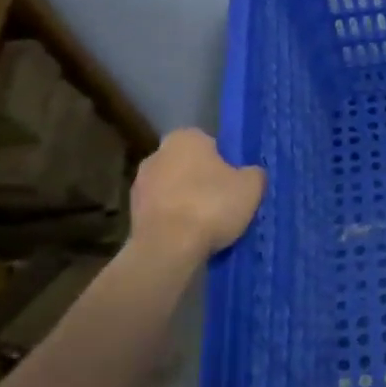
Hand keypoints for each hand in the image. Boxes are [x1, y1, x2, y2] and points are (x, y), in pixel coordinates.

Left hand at [129, 129, 265, 257]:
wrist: (168, 249)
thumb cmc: (211, 206)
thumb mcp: (251, 187)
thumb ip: (253, 173)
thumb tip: (249, 174)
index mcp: (185, 138)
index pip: (210, 143)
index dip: (225, 162)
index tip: (235, 182)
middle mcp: (157, 154)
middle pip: (189, 165)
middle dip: (203, 180)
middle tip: (224, 201)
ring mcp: (140, 184)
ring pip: (174, 189)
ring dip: (187, 201)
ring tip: (208, 224)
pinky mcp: (132, 213)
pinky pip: (163, 211)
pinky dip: (175, 220)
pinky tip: (190, 236)